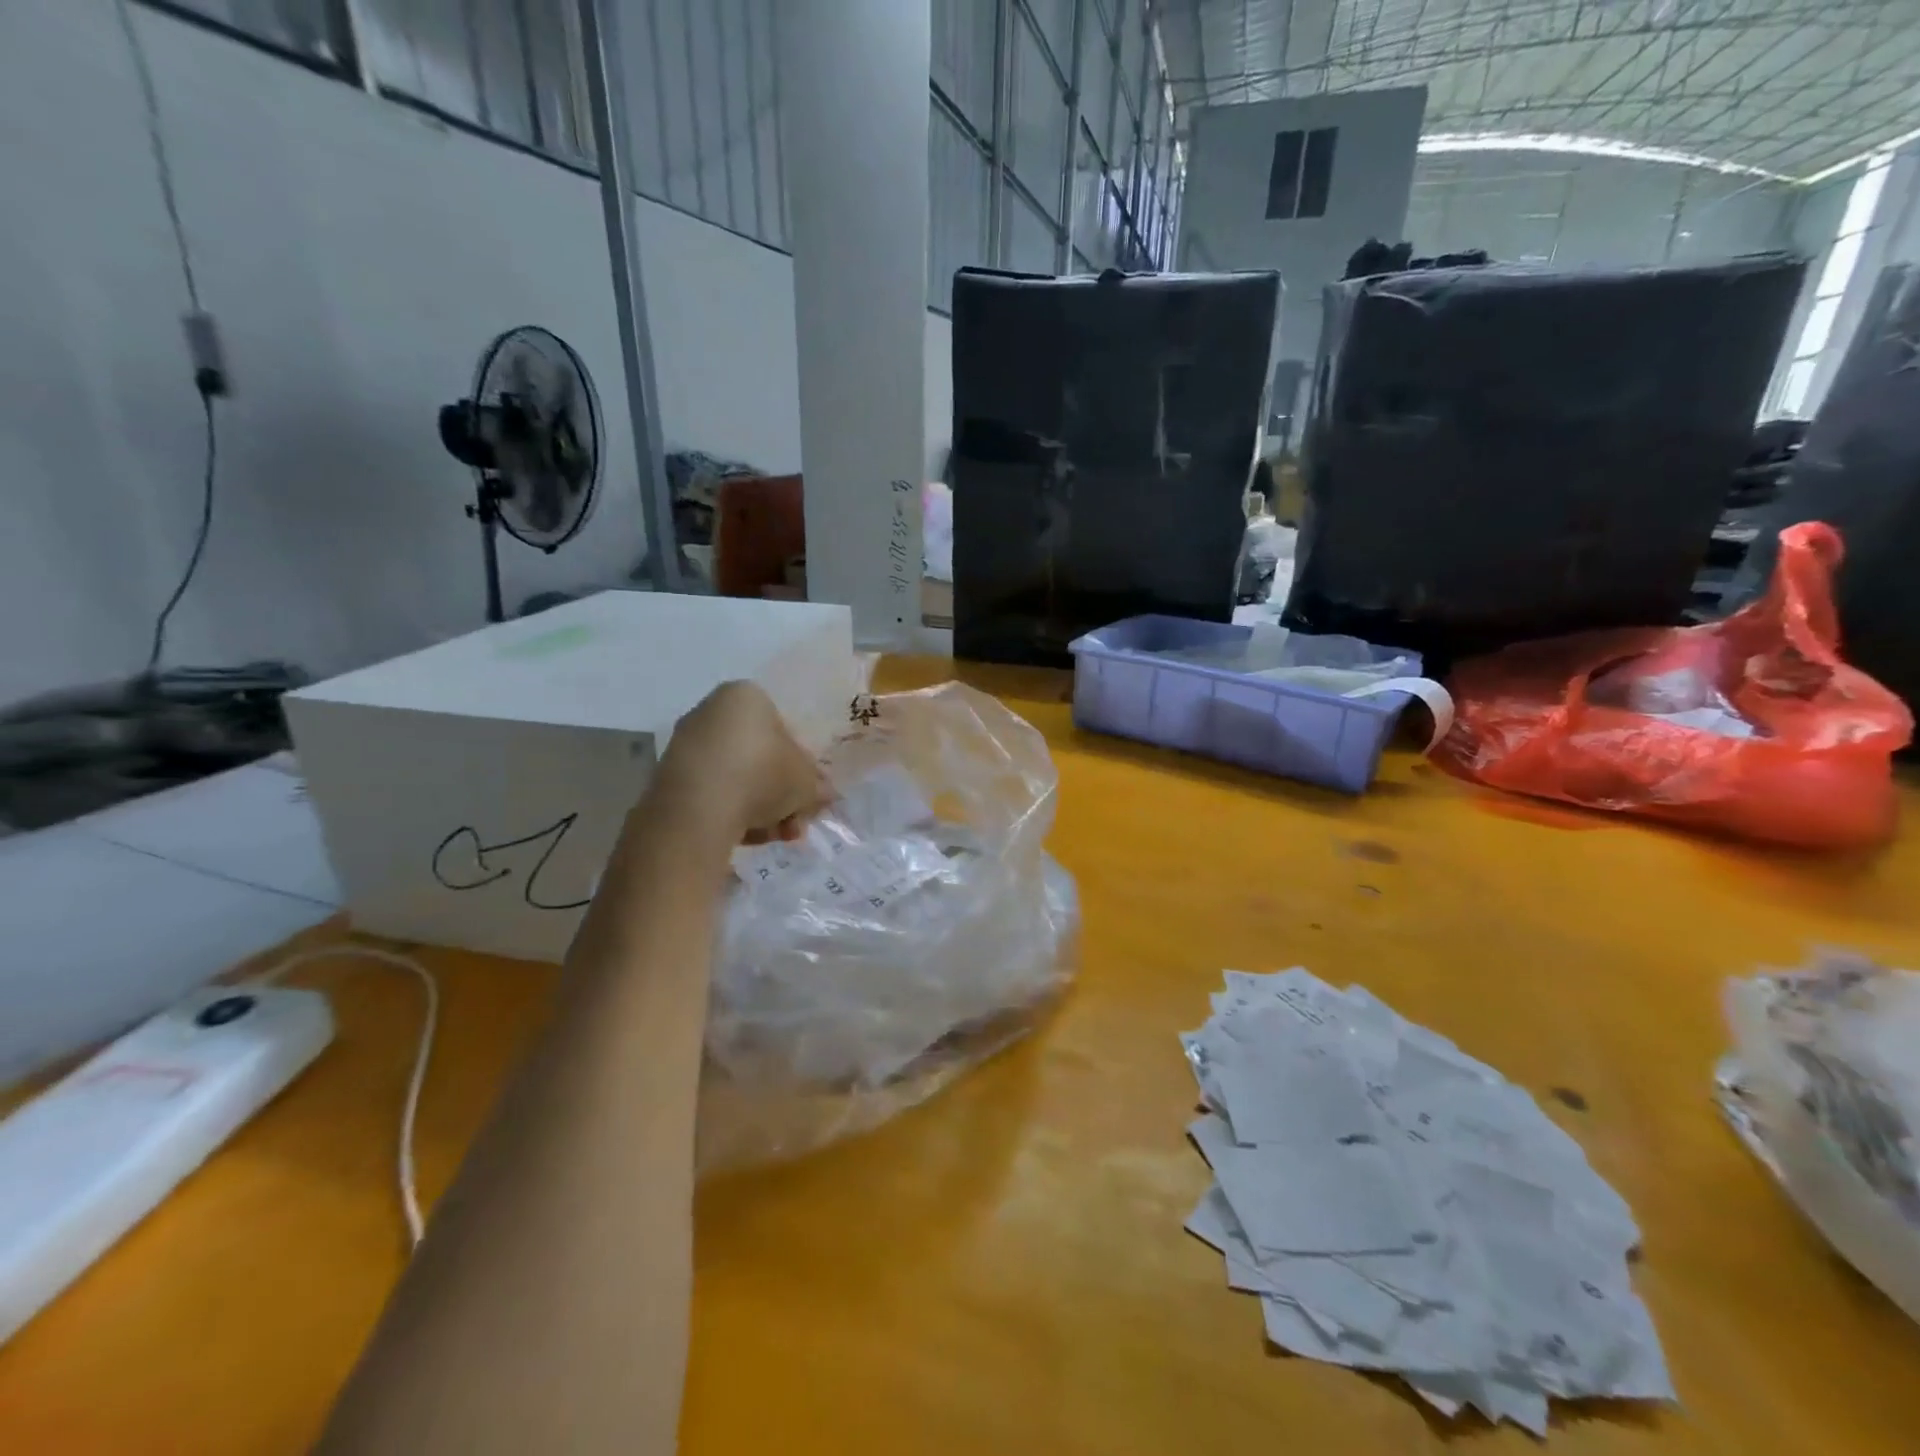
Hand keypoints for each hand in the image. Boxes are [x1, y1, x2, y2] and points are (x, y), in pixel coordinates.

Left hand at [653, 681, 831, 844]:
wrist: (698, 809)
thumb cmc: (762, 775)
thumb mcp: (806, 781)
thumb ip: (817, 785)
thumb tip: (822, 794)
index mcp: (746, 696)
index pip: (784, 728)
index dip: (802, 764)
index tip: (808, 791)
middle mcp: (711, 712)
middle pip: (759, 755)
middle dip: (780, 792)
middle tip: (796, 819)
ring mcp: (686, 745)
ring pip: (737, 778)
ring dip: (761, 808)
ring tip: (777, 835)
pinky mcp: (670, 778)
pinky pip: (713, 793)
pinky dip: (732, 812)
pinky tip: (749, 837)